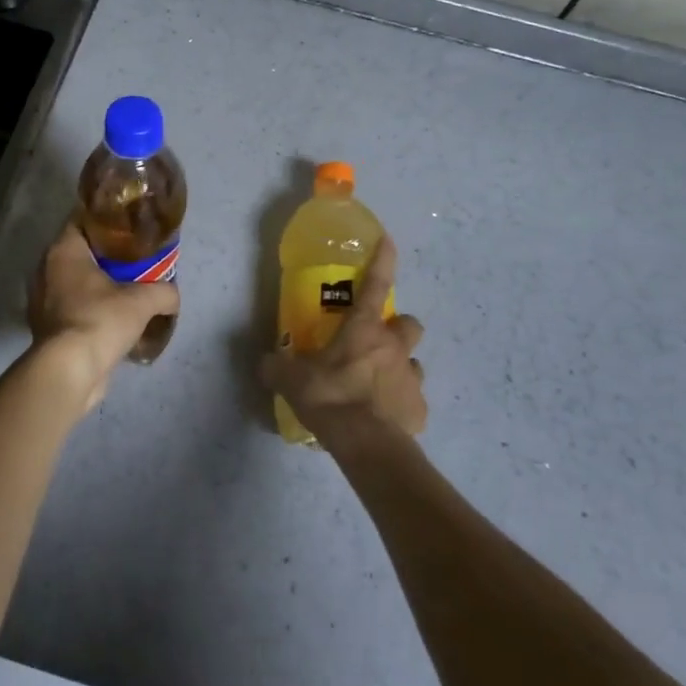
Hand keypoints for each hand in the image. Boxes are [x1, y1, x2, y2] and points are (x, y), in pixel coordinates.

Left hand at [27, 218, 179, 410]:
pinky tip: (111, 316)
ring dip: (95, 282)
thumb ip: (163, 291)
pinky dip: (88, 306)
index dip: (105, 218)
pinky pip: (71, 306)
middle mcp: (46, 270)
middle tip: (133, 255)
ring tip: (125, 286)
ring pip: (73, 280)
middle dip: (104, 253)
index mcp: (63, 251)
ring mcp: (42, 300)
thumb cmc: (100, 320)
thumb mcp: (142, 301)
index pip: (81, 219)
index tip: (128, 222)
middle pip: (78, 251)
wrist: (69, 371)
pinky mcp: (45, 326)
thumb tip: (174, 295)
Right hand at [262, 237, 426, 447]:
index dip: (383, 260)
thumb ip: (277, 367)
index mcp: (365, 331)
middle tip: (375, 342)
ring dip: (398, 367)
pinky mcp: (419, 411)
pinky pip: (413, 400)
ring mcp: (412, 379)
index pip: (376, 284)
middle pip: (409, 323)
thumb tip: (266, 363)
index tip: (388, 240)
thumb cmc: (331, 399)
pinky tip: (383, 417)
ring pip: (413, 362)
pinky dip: (400, 404)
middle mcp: (394, 348)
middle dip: (397, 328)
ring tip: (377, 384)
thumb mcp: (292, 380)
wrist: (367, 446)